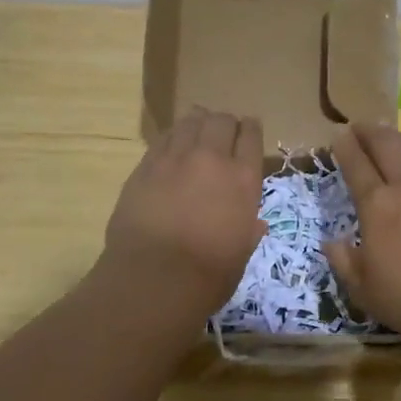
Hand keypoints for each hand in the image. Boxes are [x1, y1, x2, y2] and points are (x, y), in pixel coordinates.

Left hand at [98, 109, 266, 326]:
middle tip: (222, 132)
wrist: (154, 279)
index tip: (248, 129)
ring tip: (197, 130)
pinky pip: (163, 138)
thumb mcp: (241, 253)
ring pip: (190, 121)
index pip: (251, 136)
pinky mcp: (145, 166)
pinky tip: (171, 145)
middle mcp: (212, 159)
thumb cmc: (208, 275)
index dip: (250, 129)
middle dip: (224, 123)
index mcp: (243, 179)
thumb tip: (255, 223)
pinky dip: (172, 137)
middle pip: (221, 120)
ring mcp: (175, 159)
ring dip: (197, 122)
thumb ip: (248, 230)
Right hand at [325, 123, 400, 342]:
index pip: (357, 165)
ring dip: (398, 143)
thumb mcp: (362, 288)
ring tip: (389, 139)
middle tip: (360, 125)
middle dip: (371, 132)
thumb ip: (344, 260)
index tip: (338, 135)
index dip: (345, 147)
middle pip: (388, 146)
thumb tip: (332, 242)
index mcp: (378, 204)